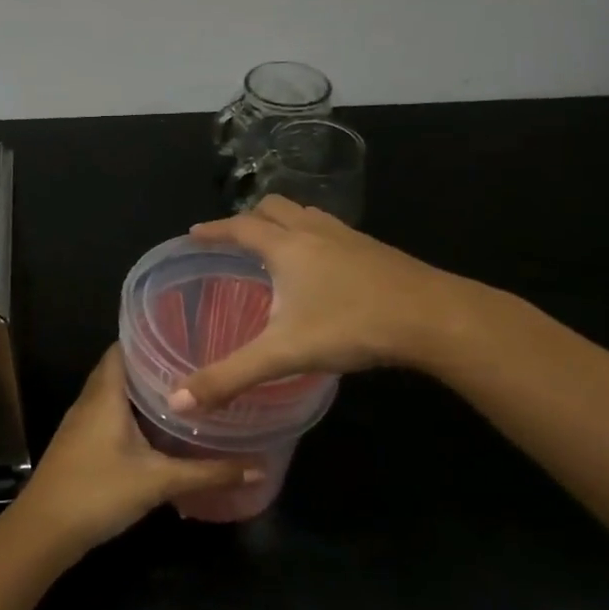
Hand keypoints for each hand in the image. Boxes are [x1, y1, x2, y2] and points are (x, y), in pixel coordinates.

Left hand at [14, 347, 254, 550]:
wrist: (43, 531)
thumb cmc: (98, 492)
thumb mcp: (159, 482)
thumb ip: (208, 474)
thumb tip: (258, 469)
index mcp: (105, 394)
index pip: (123, 348)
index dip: (150, 338)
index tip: (185, 335)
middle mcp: (90, 401)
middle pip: (120, 370)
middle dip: (154, 366)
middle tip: (194, 365)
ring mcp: (80, 424)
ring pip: (114, 395)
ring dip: (142, 392)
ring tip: (183, 392)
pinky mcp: (79, 445)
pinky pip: (108, 416)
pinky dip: (131, 414)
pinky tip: (157, 429)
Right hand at [171, 196, 464, 408]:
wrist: (431, 316)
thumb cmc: (350, 325)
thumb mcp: (282, 355)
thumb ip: (229, 377)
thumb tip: (177, 401)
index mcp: (286, 247)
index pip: (239, 227)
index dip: (214, 230)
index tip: (194, 234)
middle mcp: (314, 232)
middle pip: (274, 207)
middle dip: (249, 218)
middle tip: (233, 240)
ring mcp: (349, 237)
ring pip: (306, 214)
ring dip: (284, 222)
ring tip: (274, 246)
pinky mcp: (375, 250)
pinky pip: (332, 230)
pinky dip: (313, 237)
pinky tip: (322, 267)